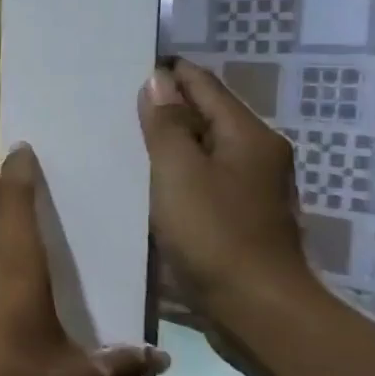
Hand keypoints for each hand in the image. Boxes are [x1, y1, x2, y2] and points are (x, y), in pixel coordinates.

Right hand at [136, 60, 315, 317]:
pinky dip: (177, 173)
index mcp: (249, 136)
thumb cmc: (214, 233)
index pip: (205, 87)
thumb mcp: (178, 172)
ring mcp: (251, 190)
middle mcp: (258, 156)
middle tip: (116, 104)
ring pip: (205, 150)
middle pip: (208, 117)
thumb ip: (165, 125)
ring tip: (124, 140)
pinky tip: (147, 182)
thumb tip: (158, 80)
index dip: (170, 74)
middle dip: (167, 107)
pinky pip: (203, 180)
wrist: (255, 308)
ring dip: (170, 143)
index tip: (129, 67)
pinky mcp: (239, 219)